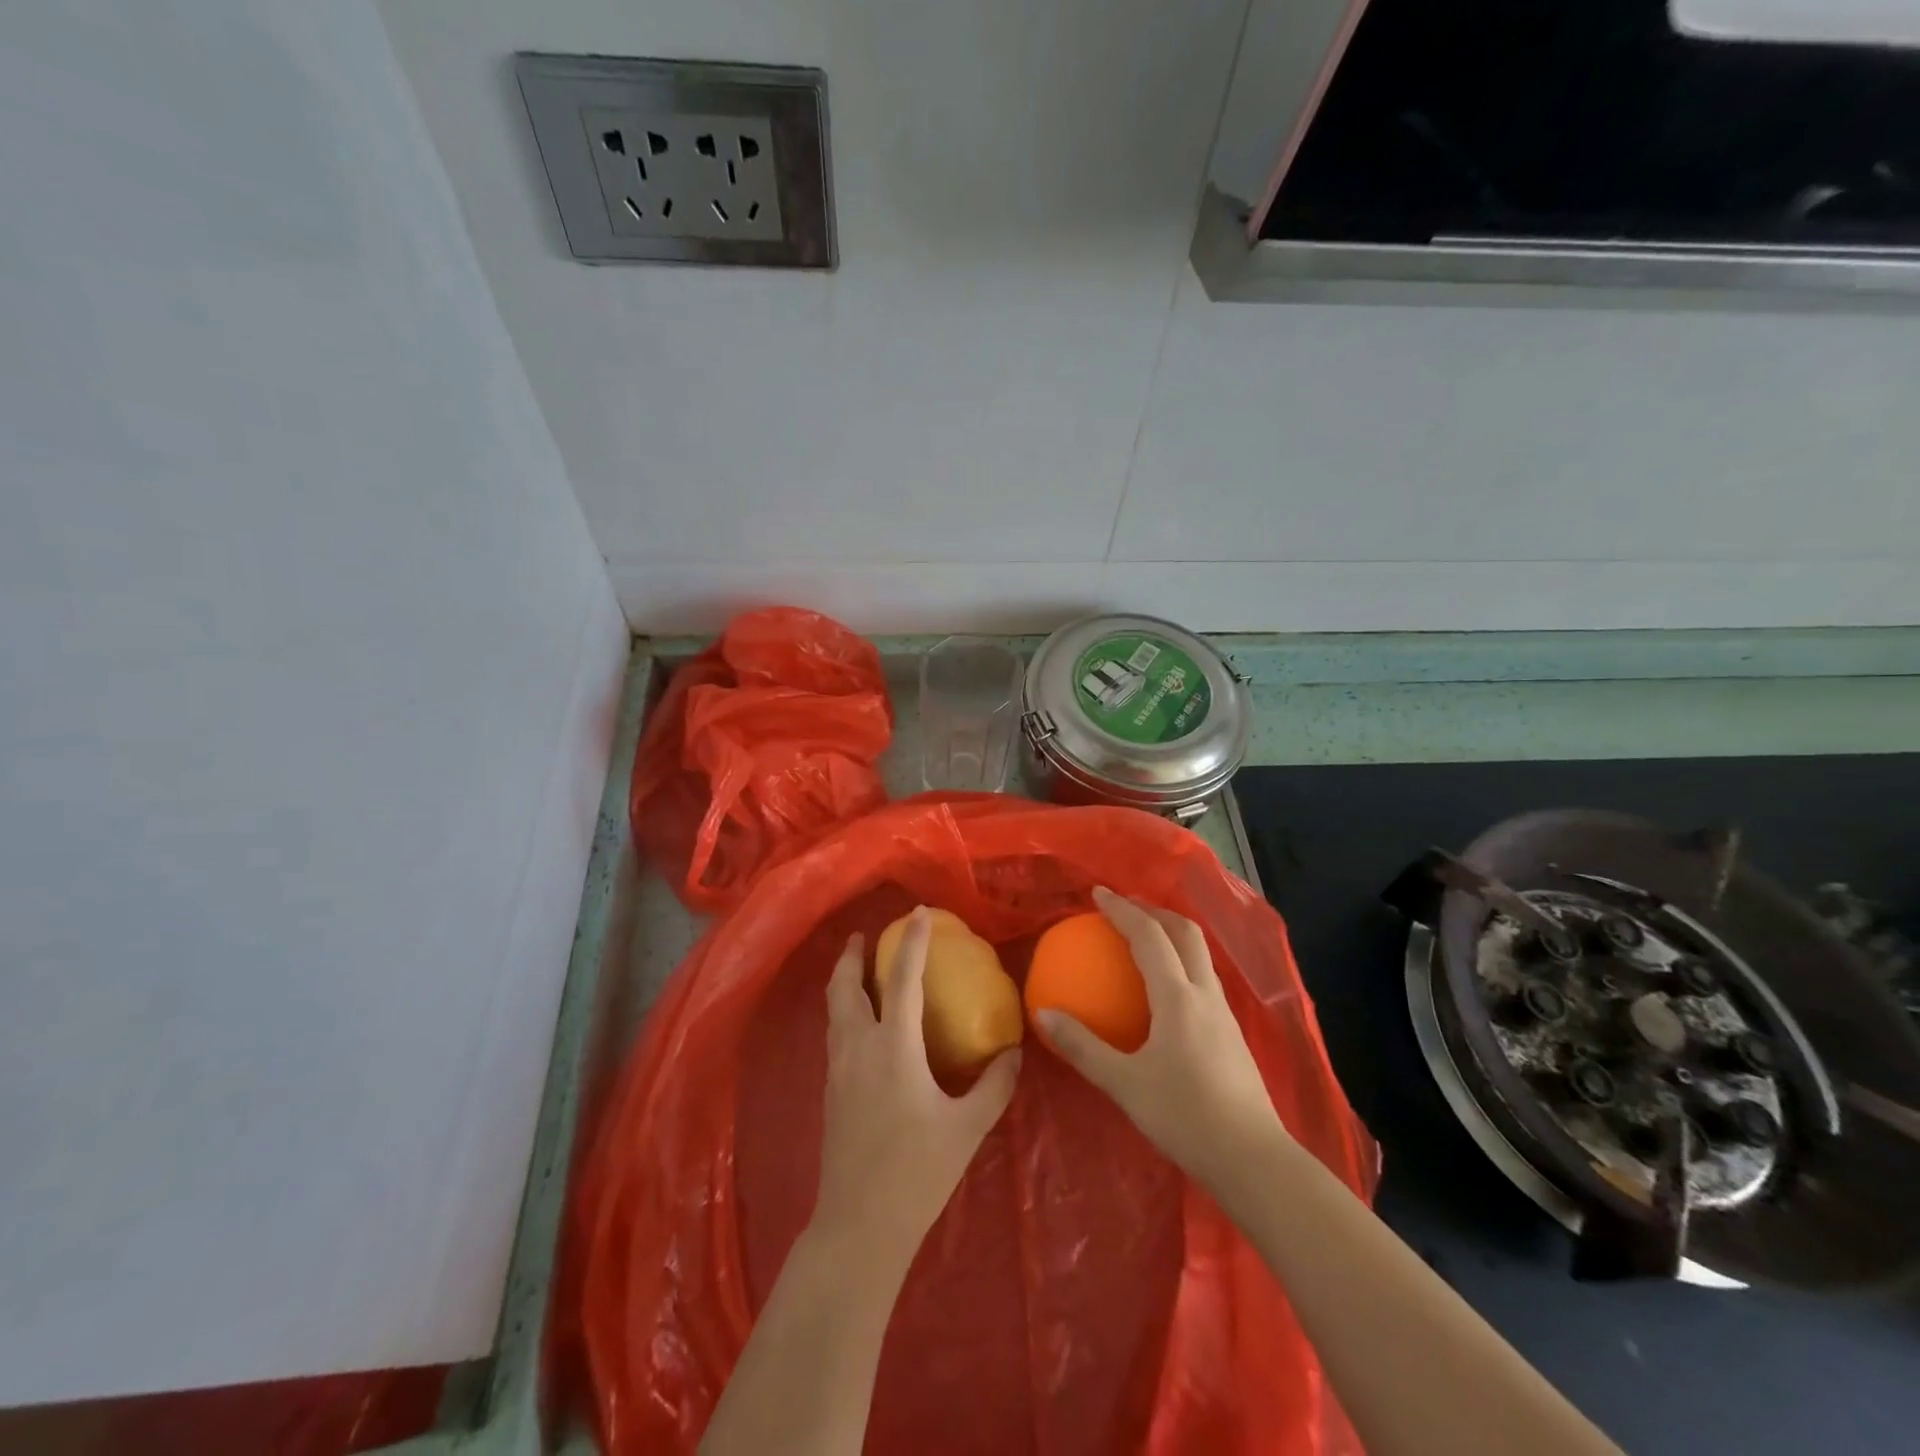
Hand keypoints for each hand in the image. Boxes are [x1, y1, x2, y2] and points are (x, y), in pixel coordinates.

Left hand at [812, 908, 1021, 1268]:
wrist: (858, 1226)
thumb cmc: (917, 1173)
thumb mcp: (967, 1129)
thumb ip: (994, 1086)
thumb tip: (1015, 1052)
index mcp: (893, 1048)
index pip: (902, 980)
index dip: (911, 943)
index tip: (917, 914)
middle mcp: (859, 1048)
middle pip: (845, 987)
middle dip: (852, 956)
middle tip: (865, 935)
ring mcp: (839, 1069)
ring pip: (833, 1009)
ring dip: (843, 980)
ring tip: (857, 968)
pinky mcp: (831, 1091)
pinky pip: (834, 1032)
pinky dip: (843, 1010)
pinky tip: (860, 1022)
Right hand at [1036, 887, 1287, 1190]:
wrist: (1253, 1159)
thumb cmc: (1185, 1117)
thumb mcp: (1124, 1084)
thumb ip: (1082, 1047)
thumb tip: (1042, 1014)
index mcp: (1178, 997)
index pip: (1149, 936)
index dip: (1123, 909)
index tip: (1098, 893)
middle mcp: (1205, 994)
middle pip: (1185, 933)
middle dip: (1155, 910)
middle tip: (1125, 905)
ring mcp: (1224, 1013)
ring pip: (1199, 954)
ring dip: (1172, 933)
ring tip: (1145, 936)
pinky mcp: (1232, 1033)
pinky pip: (1203, 978)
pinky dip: (1181, 962)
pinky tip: (1166, 988)